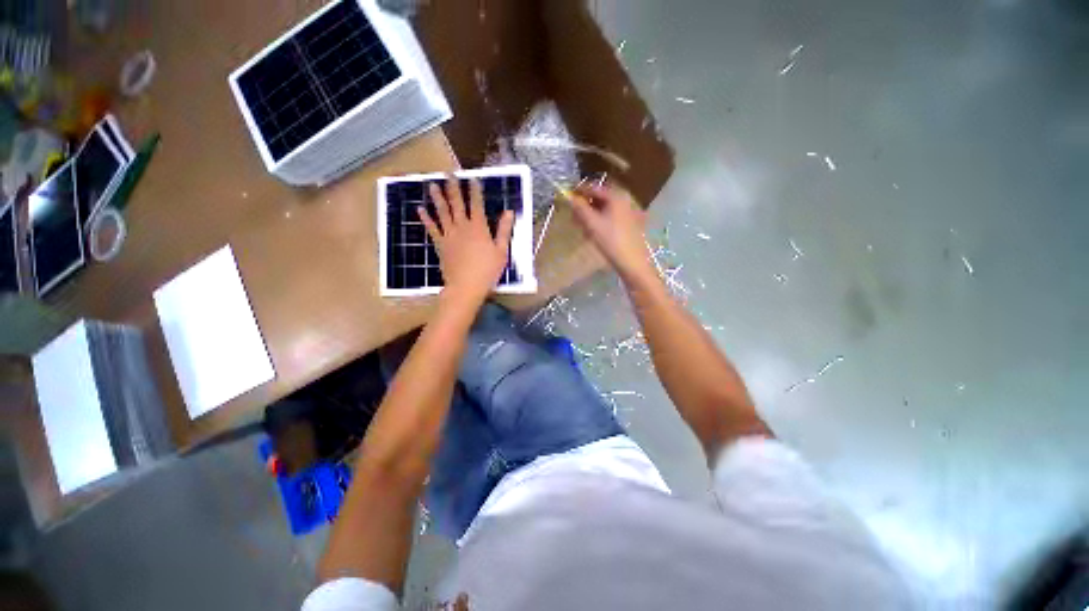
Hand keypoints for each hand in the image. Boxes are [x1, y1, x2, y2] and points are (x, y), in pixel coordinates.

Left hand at [420, 176, 513, 306]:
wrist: (466, 286)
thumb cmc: (487, 270)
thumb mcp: (501, 251)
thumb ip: (504, 231)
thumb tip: (509, 212)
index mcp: (479, 228)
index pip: (477, 204)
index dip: (475, 191)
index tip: (473, 178)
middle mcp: (462, 227)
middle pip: (457, 204)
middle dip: (454, 188)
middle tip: (450, 174)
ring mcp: (449, 235)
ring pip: (442, 212)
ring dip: (438, 198)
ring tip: (433, 185)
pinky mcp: (440, 244)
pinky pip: (432, 228)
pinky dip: (426, 218)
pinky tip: (420, 209)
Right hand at [570, 183, 651, 277]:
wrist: (632, 262)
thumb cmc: (611, 240)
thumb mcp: (592, 223)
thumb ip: (579, 208)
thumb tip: (569, 197)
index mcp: (616, 196)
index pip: (593, 188)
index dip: (578, 192)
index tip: (566, 198)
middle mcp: (624, 200)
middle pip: (599, 198)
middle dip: (585, 206)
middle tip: (573, 216)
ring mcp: (628, 212)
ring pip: (604, 209)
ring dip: (591, 216)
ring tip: (582, 228)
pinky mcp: (629, 224)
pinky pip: (610, 217)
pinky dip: (600, 222)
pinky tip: (593, 234)